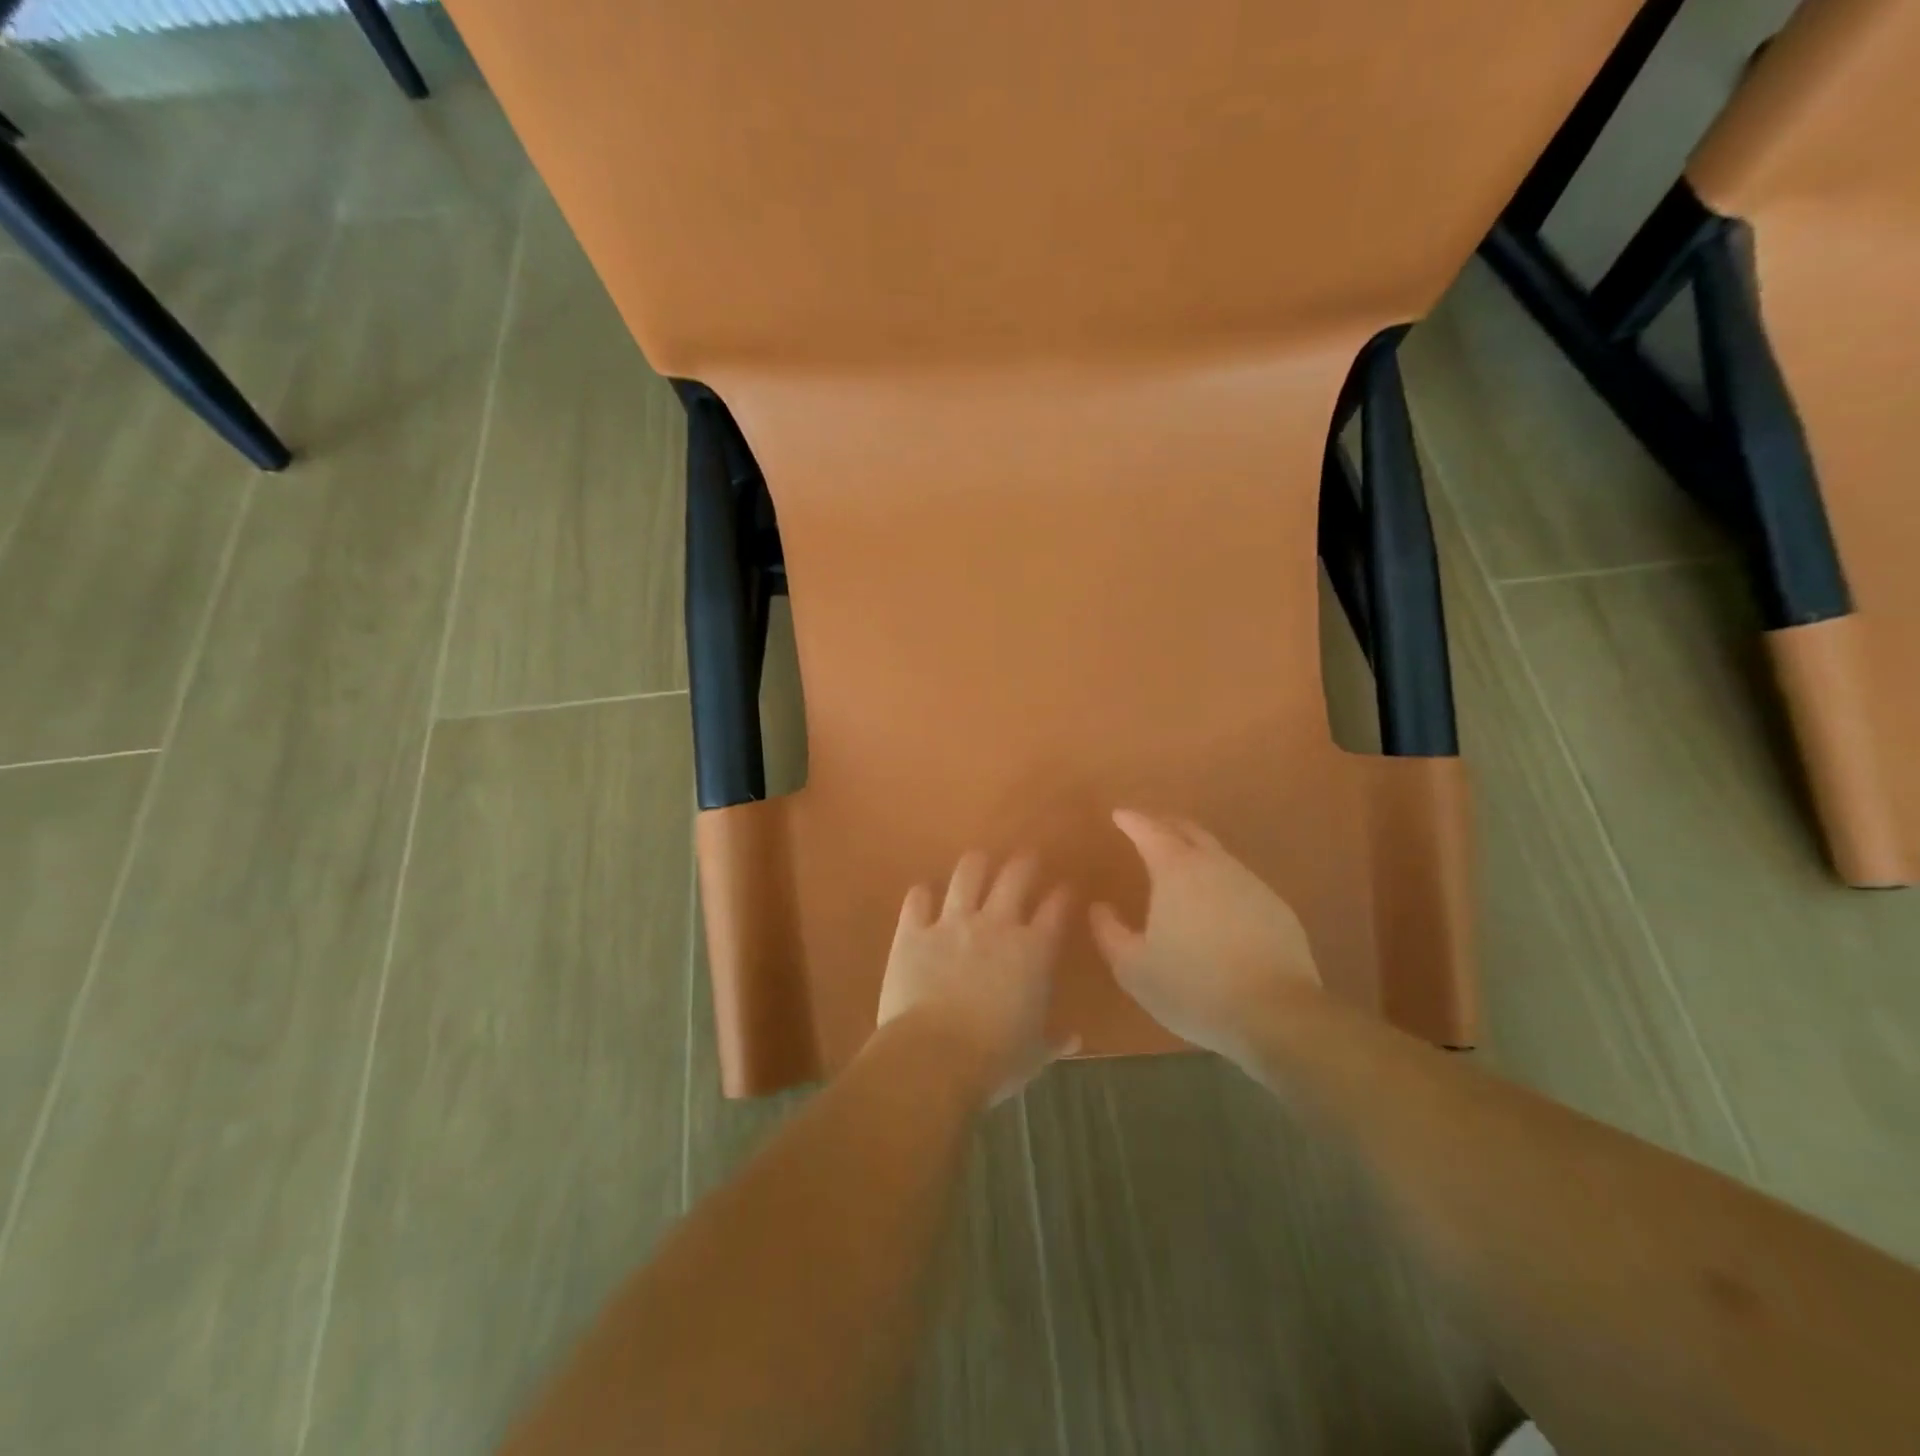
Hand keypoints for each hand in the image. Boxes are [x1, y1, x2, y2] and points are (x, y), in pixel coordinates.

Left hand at [877, 852, 1073, 1103]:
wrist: (934, 1057)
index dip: (1062, 896)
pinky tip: (923, 892)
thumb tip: (1073, 1039)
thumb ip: (1053, 1041)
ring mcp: (952, 923)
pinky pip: (917, 901)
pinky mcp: (913, 932)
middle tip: (1027, 857)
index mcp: (1033, 952)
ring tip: (979, 859)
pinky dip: (921, 894)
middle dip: (1024, 863)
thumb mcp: (1033, 1055)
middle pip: (1015, 877)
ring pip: (967, 875)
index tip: (1065, 889)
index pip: (1055, 911)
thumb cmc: (994, 1060)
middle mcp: (996, 925)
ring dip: (975, 864)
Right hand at [1090, 810, 1320, 1063]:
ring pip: (1218, 854)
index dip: (1132, 820)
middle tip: (1149, 826)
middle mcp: (1215, 865)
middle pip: (1188, 830)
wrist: (1276, 1015)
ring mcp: (1251, 884)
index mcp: (1176, 871)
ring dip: (1195, 851)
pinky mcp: (1277, 908)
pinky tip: (1217, 904)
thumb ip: (1109, 932)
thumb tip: (1099, 906)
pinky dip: (1220, 880)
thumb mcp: (1133, 967)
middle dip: (1165, 824)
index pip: (1149, 831)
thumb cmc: (1193, 987)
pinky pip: (1240, 881)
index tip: (1119, 814)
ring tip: (1180, 864)